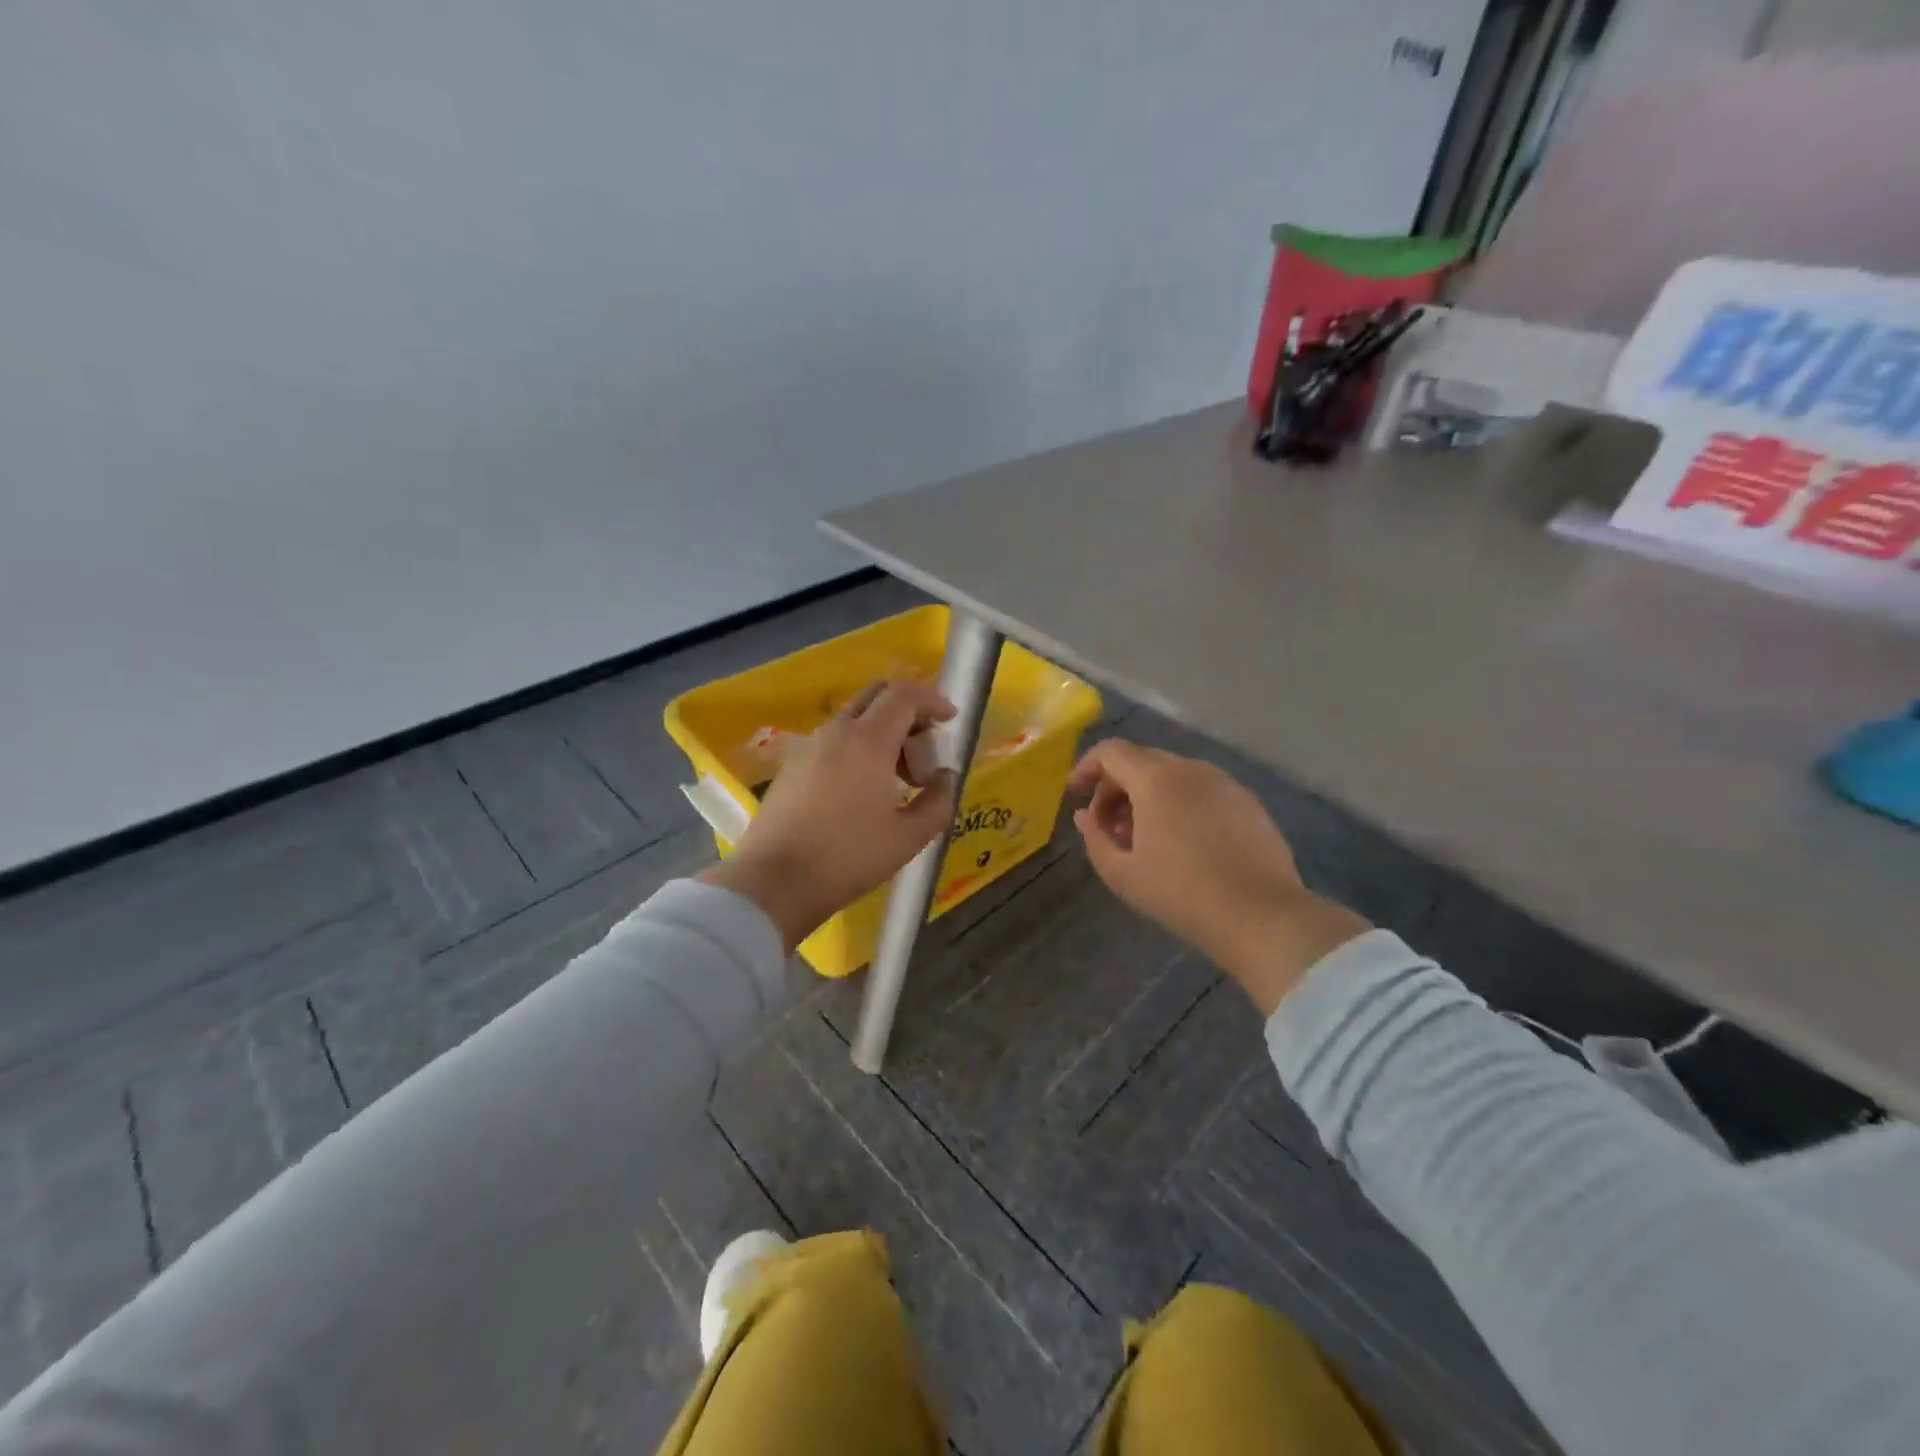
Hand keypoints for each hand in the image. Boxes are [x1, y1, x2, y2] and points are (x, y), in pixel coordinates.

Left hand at [699, 681, 956, 952]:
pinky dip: (857, 748)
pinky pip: (833, 741)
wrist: (774, 883)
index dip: (933, 701)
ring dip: (882, 732)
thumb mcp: (909, 837)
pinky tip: (862, 789)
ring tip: (897, 777)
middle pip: (876, 696)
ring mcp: (808, 746)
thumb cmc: (848, 858)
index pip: (904, 695)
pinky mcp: (791, 766)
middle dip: (907, 711)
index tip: (950, 720)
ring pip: (853, 719)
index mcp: (868, 740)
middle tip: (924, 746)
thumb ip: (938, 801)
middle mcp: (836, 731)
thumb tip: (944, 778)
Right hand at [1068, 739, 1369, 1013]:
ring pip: (1173, 775)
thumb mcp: (1122, 873)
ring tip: (1143, 838)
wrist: (1261, 916)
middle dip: (1116, 787)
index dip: (1086, 767)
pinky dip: (1179, 804)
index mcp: (1156, 779)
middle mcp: (1191, 769)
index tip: (1076, 795)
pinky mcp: (1248, 803)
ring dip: (1148, 797)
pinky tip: (1182, 843)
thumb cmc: (1181, 893)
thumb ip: (1094, 837)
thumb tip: (1084, 816)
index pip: (1111, 751)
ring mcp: (1225, 784)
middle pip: (1142, 761)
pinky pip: (1202, 791)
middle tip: (1108, 825)